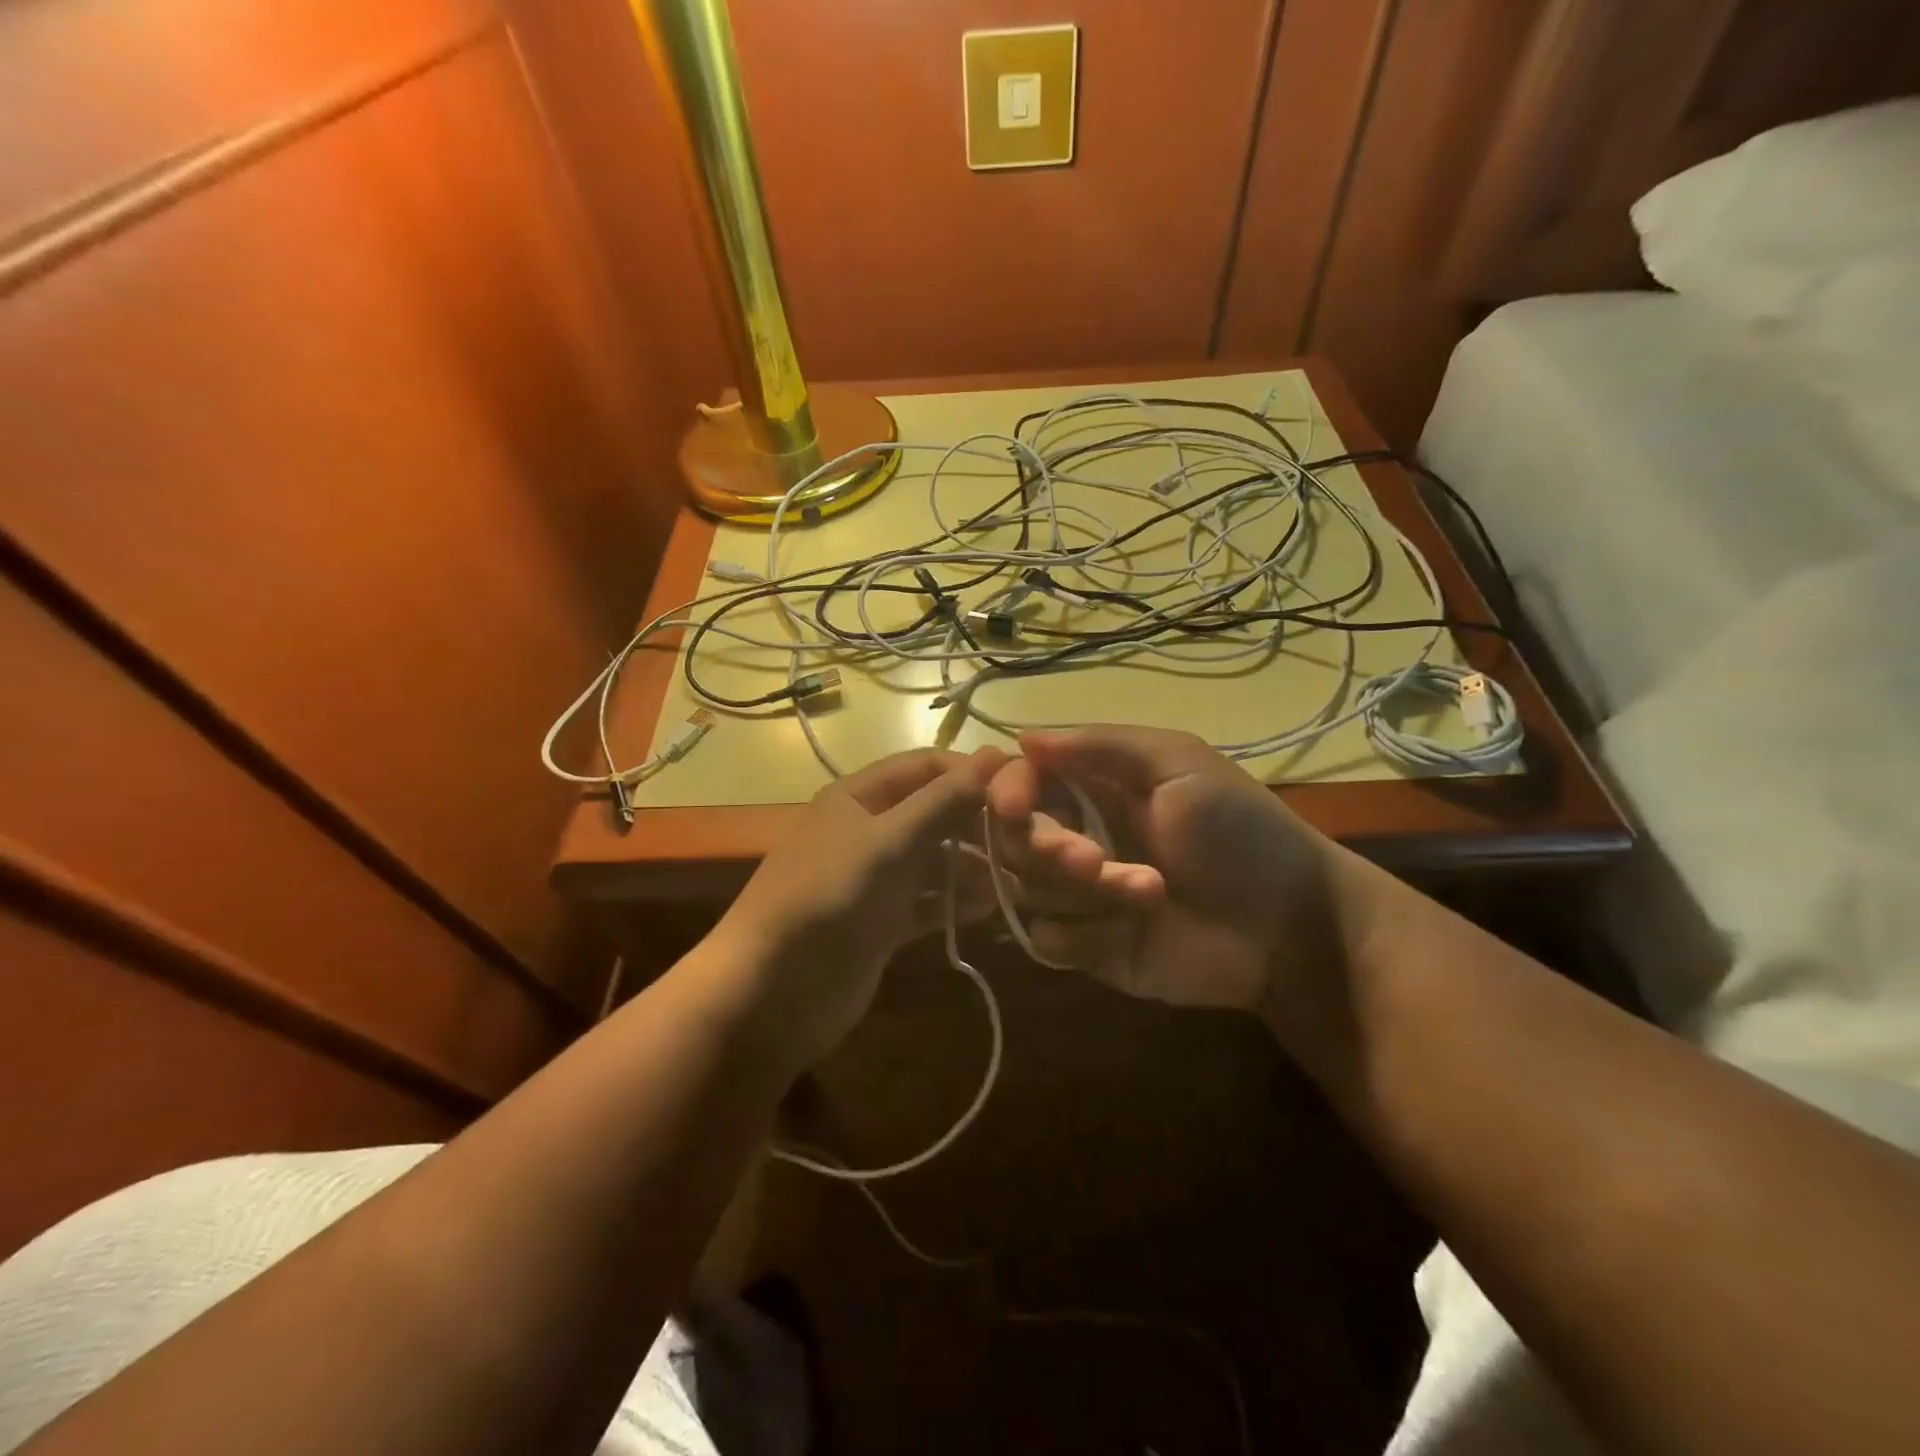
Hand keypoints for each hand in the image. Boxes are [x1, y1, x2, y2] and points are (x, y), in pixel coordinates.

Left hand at [714, 746, 1005, 1068]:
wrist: (770, 996)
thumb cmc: (828, 901)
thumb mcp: (888, 843)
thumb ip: (943, 802)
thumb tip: (996, 755)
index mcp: (859, 796)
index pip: (926, 766)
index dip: (971, 772)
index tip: (1025, 789)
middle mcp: (867, 829)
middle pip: (934, 812)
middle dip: (978, 823)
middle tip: (1030, 842)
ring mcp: (874, 878)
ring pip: (935, 859)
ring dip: (975, 866)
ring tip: (1021, 879)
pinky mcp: (881, 922)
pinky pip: (928, 900)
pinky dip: (956, 901)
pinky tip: (992, 908)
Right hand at [986, 726, 1349, 1029]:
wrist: (1289, 924)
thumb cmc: (1239, 830)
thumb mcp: (1178, 764)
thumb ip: (1101, 746)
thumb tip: (1024, 738)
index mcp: (1094, 788)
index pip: (1022, 781)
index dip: (1008, 790)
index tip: (1013, 806)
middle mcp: (1077, 835)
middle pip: (1012, 838)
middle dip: (1045, 847)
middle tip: (1092, 860)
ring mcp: (1080, 894)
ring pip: (1026, 888)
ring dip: (1079, 891)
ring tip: (1148, 893)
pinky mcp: (1089, 946)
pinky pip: (1044, 939)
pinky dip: (1075, 936)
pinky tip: (1125, 932)